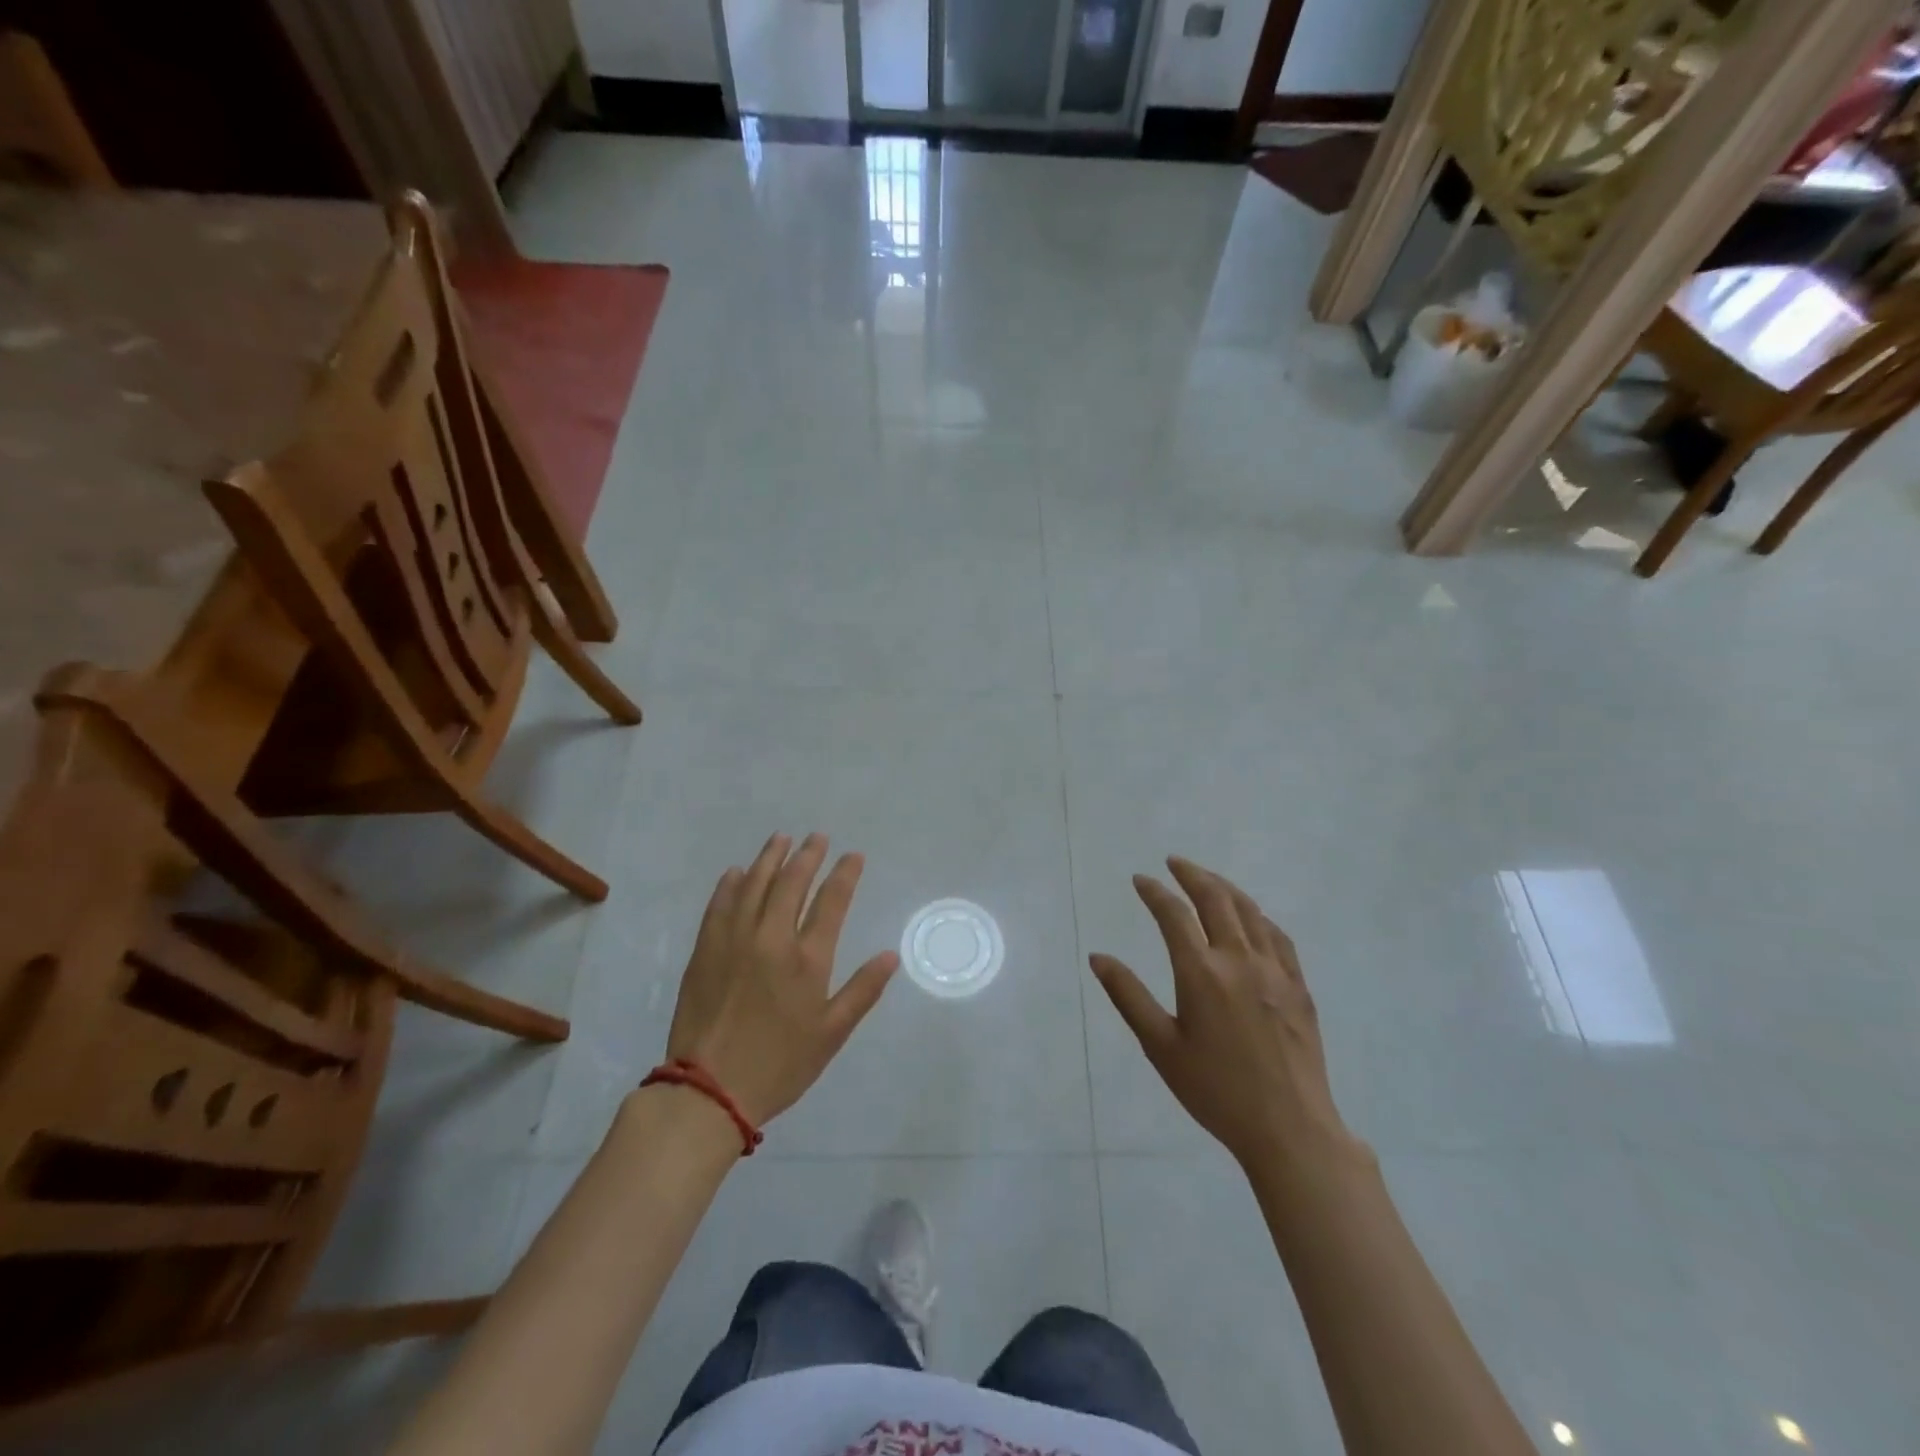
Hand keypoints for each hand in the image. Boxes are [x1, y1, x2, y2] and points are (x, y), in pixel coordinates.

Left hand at [667, 833, 898, 1126]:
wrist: (709, 1090)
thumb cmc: (780, 1064)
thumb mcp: (831, 1034)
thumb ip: (862, 991)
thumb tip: (890, 955)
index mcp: (807, 959)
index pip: (831, 902)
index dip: (845, 874)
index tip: (853, 856)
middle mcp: (772, 938)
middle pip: (792, 883)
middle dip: (808, 855)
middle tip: (817, 838)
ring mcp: (734, 941)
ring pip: (754, 885)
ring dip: (770, 858)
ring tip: (781, 839)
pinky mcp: (705, 950)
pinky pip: (719, 905)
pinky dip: (731, 884)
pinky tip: (737, 872)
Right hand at [1089, 857, 1356, 1172]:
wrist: (1290, 1128)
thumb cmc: (1216, 1090)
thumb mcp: (1161, 1047)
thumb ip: (1128, 996)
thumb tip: (1098, 957)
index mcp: (1201, 973)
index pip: (1174, 914)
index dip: (1155, 892)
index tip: (1140, 879)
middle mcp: (1239, 959)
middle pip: (1216, 899)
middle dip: (1192, 874)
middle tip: (1174, 863)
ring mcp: (1275, 970)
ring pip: (1249, 911)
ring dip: (1225, 887)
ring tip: (1207, 879)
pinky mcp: (1298, 985)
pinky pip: (1277, 935)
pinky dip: (1258, 915)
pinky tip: (1251, 917)